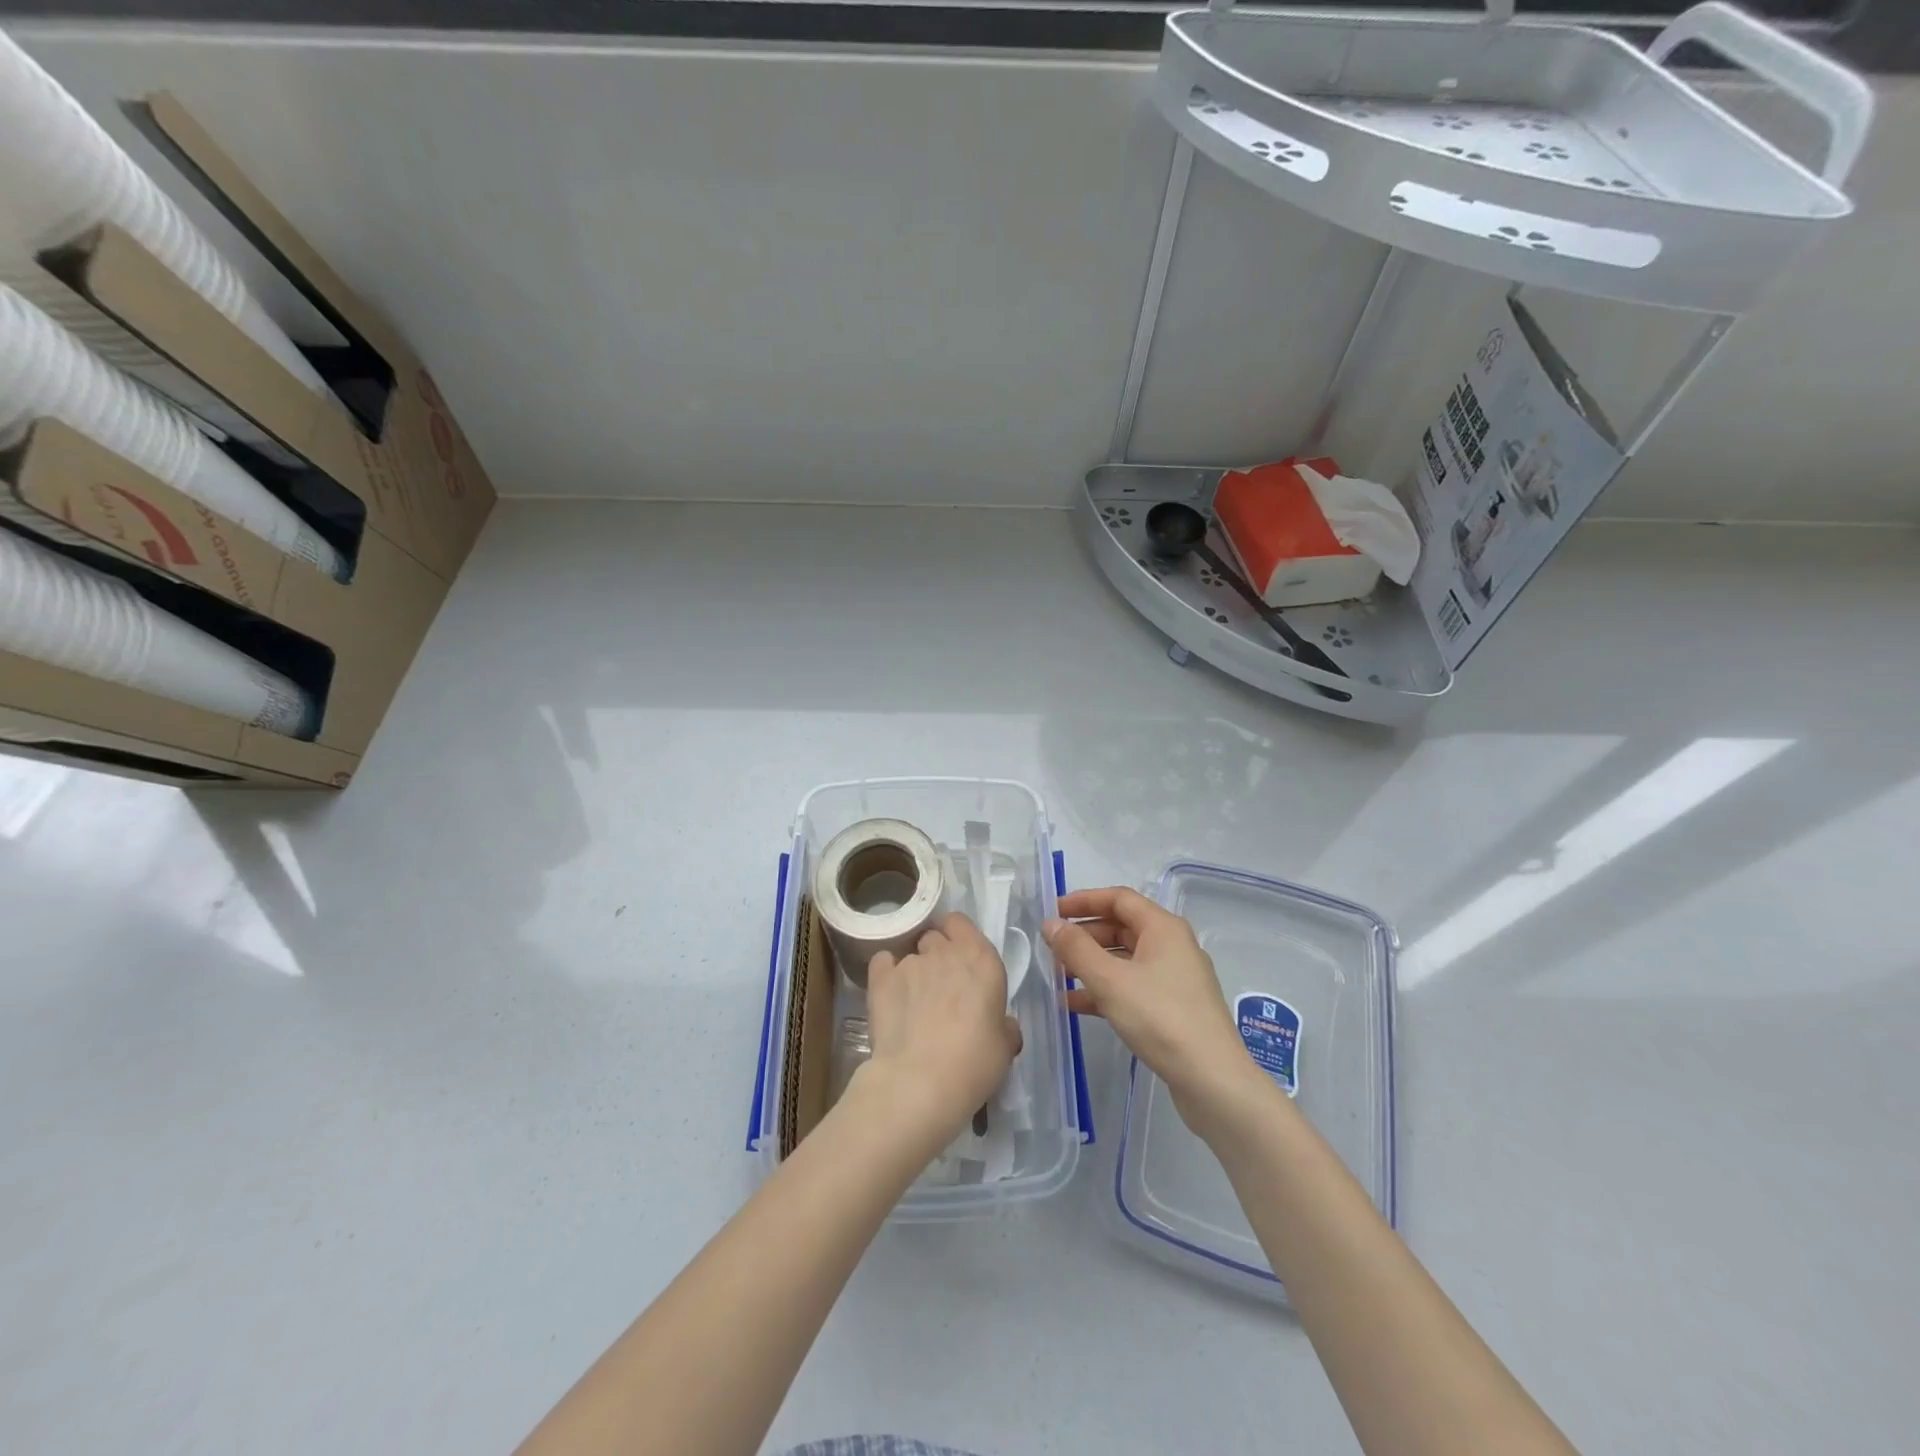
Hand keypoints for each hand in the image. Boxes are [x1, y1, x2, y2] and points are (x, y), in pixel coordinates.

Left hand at [859, 913, 1021, 1147]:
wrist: (921, 1081)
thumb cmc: (974, 1063)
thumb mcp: (1004, 1047)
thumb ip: (1003, 1025)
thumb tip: (1001, 1025)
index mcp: (981, 960)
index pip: (961, 923)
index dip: (957, 936)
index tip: (959, 960)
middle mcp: (945, 952)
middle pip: (934, 937)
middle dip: (935, 955)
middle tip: (938, 987)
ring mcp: (910, 962)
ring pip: (909, 954)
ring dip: (913, 971)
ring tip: (912, 1003)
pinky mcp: (880, 978)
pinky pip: (882, 962)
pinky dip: (885, 974)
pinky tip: (889, 997)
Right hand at [1045, 887, 1256, 1115]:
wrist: (1212, 1080)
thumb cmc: (1160, 1018)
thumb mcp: (1110, 980)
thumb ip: (1076, 949)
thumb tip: (1051, 924)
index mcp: (1163, 928)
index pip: (1119, 898)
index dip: (1084, 901)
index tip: (1053, 912)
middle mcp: (1173, 946)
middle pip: (1122, 927)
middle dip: (1085, 935)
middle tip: (1052, 948)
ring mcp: (1175, 979)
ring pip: (1125, 960)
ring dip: (1091, 964)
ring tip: (1058, 976)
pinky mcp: (1174, 1008)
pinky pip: (1132, 986)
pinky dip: (1105, 990)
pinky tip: (1076, 1005)